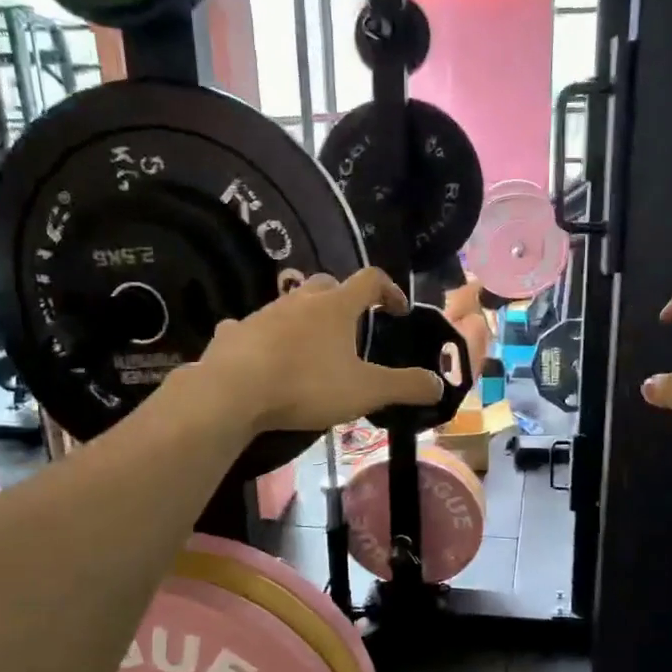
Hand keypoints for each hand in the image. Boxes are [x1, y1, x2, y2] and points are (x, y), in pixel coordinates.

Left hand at [196, 268, 443, 432]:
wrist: (233, 392)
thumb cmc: (307, 385)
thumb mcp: (366, 391)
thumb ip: (405, 386)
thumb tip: (438, 385)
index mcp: (336, 306)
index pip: (371, 279)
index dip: (390, 290)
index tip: (398, 310)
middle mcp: (300, 300)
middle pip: (327, 284)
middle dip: (344, 299)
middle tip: (353, 326)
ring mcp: (263, 313)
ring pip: (290, 304)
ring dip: (305, 318)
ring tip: (312, 347)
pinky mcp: (234, 333)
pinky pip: (252, 327)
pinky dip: (263, 336)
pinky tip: (263, 356)